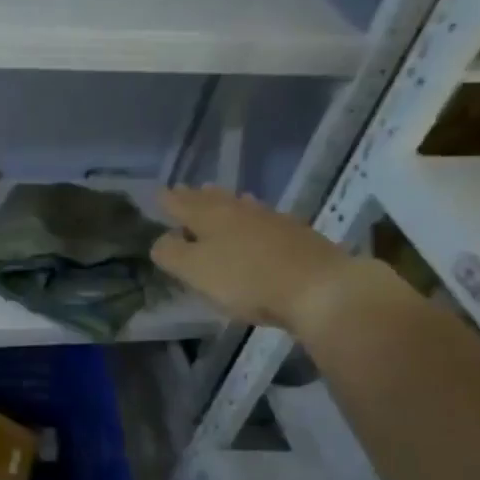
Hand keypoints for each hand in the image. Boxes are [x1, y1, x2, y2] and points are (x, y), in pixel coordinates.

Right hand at [151, 186, 354, 331]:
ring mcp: (271, 220)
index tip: (158, 194)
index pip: (181, 203)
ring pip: (240, 205)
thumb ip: (171, 254)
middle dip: (195, 197)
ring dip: (224, 202)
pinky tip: (256, 223)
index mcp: (210, 216)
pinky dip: (250, 217)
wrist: (321, 288)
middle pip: (212, 199)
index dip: (167, 200)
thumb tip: (161, 240)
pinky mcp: (296, 235)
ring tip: (216, 199)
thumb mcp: (196, 271)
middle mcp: (239, 210)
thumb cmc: (248, 280)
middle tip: (184, 191)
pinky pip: (262, 219)